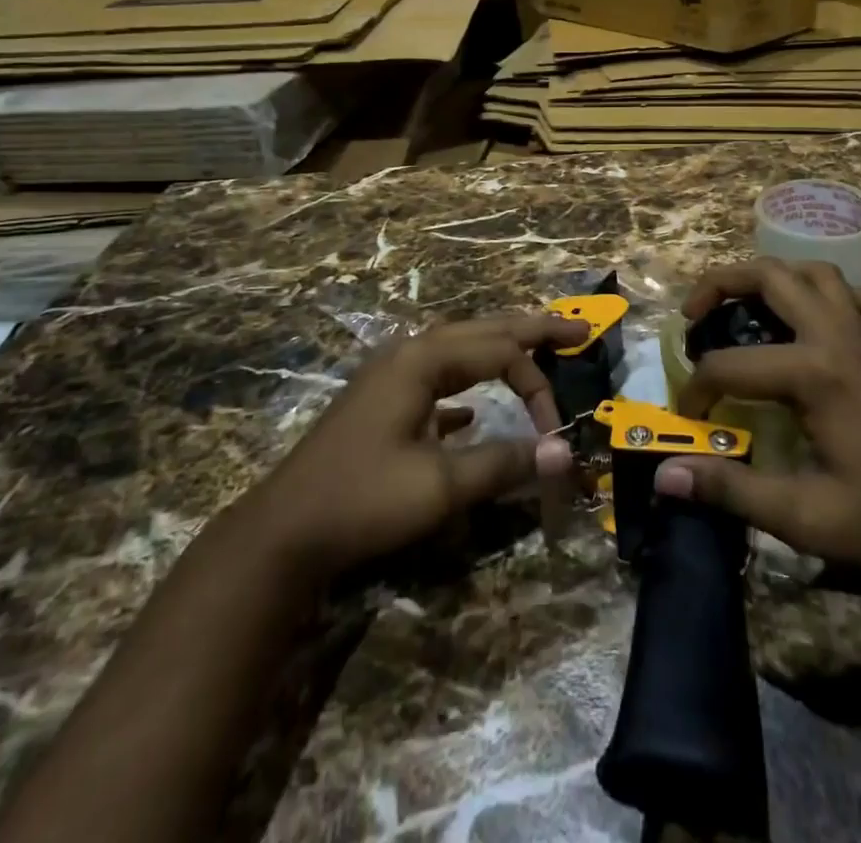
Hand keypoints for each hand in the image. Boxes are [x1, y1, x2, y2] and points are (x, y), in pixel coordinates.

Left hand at [247, 313, 584, 580]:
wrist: (282, 533)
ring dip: (500, 351)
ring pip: (460, 350)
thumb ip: (505, 463)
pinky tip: (473, 412)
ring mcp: (392, 377)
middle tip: (577, 328)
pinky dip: (467, 386)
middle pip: (483, 330)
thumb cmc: (362, 500)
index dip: (538, 385)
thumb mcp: (440, 486)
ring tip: (537, 350)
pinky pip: (438, 379)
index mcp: (424, 360)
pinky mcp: (383, 405)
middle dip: (532, 329)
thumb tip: (566, 453)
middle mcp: (410, 355)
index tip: (557, 431)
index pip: (501, 352)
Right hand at [657, 260, 860, 615]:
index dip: (697, 390)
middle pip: (772, 277)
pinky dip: (839, 298)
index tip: (687, 422)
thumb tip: (665, 476)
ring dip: (776, 277)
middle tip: (693, 316)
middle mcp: (838, 339)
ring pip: (818, 274)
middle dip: (720, 283)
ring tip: (746, 305)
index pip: (730, 365)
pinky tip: (820, 321)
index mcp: (814, 374)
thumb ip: (731, 490)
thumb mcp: (803, 518)